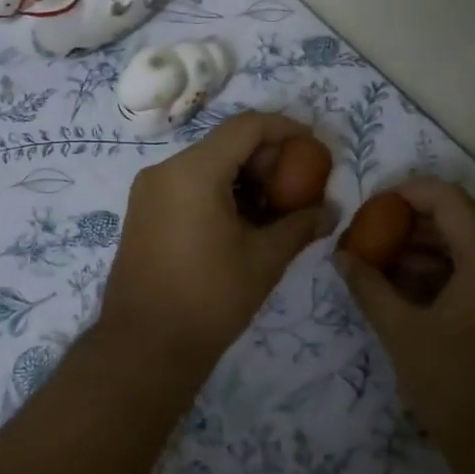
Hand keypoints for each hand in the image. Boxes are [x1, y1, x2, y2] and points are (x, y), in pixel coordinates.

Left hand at [98, 111, 332, 378]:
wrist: (144, 347)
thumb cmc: (209, 300)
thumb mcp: (264, 260)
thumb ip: (300, 226)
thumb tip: (331, 211)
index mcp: (193, 172)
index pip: (247, 127)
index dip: (286, 129)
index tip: (314, 147)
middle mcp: (165, 170)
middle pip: (225, 143)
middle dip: (266, 158)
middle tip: (298, 186)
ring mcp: (149, 190)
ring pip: (206, 164)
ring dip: (243, 177)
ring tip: (275, 209)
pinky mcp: (143, 211)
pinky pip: (187, 185)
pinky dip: (219, 191)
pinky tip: (243, 222)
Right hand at [335, 178, 474, 472]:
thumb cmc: (461, 391)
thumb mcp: (404, 335)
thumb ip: (369, 287)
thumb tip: (342, 255)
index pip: (446, 198)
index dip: (403, 195)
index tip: (367, 210)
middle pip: (460, 222)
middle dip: (409, 227)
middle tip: (367, 242)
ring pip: (471, 251)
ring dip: (426, 254)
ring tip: (379, 271)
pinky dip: (446, 278)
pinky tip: (409, 298)